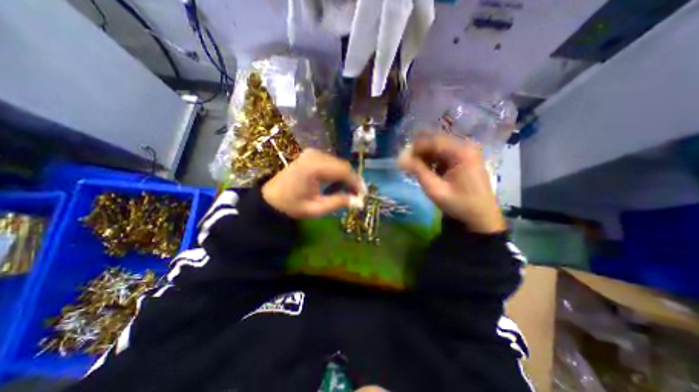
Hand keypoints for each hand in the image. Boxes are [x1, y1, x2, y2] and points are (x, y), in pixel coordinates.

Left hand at [259, 148, 363, 218]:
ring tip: (349, 191)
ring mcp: (312, 153)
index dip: (357, 182)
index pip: (344, 171)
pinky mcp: (311, 155)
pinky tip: (338, 183)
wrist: (270, 198)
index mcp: (314, 167)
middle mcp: (314, 155)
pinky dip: (338, 172)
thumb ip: (339, 203)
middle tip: (357, 195)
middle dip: (353, 180)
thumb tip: (360, 202)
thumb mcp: (316, 208)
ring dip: (346, 176)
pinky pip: (331, 162)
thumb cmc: (292, 205)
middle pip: (343, 165)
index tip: (364, 195)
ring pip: (338, 163)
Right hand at [398, 135, 502, 232]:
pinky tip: (426, 171)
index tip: (401, 158)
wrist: (481, 217)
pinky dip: (432, 161)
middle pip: (436, 142)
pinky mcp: (464, 159)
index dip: (414, 148)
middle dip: (419, 152)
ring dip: (424, 157)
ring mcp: (466, 152)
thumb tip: (400, 159)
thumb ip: (418, 171)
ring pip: (438, 148)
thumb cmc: (459, 204)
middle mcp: (466, 147)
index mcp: (462, 152)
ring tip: (414, 170)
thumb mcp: (435, 189)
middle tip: (406, 164)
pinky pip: (443, 154)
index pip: (433, 142)